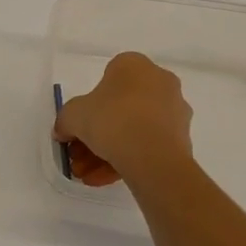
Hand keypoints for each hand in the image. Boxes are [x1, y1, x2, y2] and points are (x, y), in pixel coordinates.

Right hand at [53, 51, 194, 186]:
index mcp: (134, 65)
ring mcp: (174, 110)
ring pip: (133, 130)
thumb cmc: (111, 119)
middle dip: (96, 136)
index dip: (87, 106)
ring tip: (88, 175)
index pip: (105, 81)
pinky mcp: (182, 138)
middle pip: (119, 109)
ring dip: (108, 152)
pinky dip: (127, 160)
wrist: (152, 155)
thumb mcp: (73, 115)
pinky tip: (105, 180)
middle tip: (79, 157)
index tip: (77, 129)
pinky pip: (147, 146)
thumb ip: (65, 120)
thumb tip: (63, 132)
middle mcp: (159, 81)